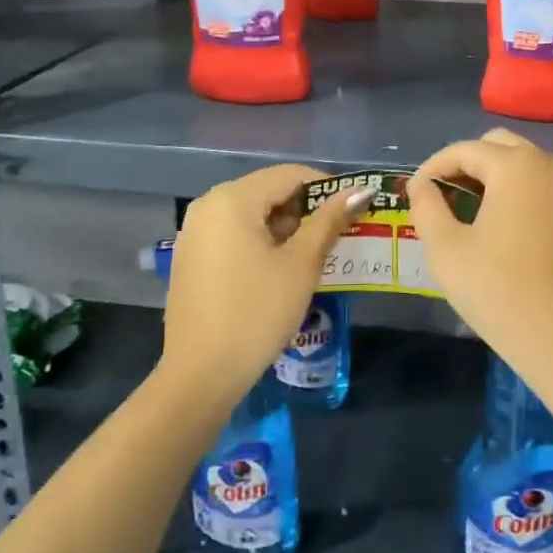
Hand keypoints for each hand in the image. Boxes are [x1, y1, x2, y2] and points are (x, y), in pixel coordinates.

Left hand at [160, 164, 372, 405]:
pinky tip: (279, 270)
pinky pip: (233, 234)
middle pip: (268, 191)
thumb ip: (329, 221)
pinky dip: (260, 242)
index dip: (326, 188)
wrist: (200, 378)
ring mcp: (194, 232)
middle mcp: (208, 205)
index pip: (289, 175)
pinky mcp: (190, 258)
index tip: (352, 211)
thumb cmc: (256, 313)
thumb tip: (361, 191)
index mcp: (233, 199)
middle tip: (337, 236)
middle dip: (305, 209)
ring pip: (251, 214)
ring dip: (285, 227)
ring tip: (314, 255)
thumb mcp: (301, 265)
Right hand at [407, 129, 552, 376]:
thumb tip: (420, 184)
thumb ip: (427, 206)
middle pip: (499, 146)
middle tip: (444, 194)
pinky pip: (545, 189)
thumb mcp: (445, 248)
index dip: (433, 166)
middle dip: (467, 162)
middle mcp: (549, 166)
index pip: (464, 150)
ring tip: (470, 209)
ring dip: (495, 176)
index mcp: (516, 166)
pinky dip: (520, 194)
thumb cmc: (497, 290)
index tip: (414, 190)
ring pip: (526, 165)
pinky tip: (505, 228)